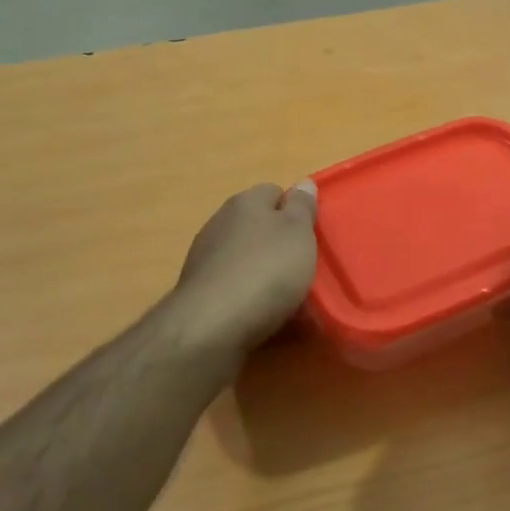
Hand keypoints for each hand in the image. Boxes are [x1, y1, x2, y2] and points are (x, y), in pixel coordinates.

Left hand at [170, 181, 318, 356]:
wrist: (211, 326)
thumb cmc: (265, 271)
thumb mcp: (297, 233)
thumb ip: (302, 207)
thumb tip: (303, 183)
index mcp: (245, 202)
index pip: (274, 192)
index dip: (294, 210)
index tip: (310, 234)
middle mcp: (220, 222)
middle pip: (257, 225)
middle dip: (278, 243)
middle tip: (302, 266)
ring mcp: (205, 257)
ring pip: (244, 256)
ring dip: (262, 270)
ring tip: (285, 296)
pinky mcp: (199, 291)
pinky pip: (233, 285)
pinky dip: (247, 295)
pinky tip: (261, 313)